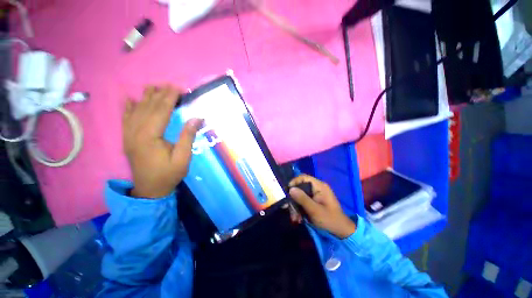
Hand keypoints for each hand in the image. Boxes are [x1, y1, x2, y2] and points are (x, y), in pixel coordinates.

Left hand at [122, 85, 201, 198]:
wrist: (149, 190)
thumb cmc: (169, 174)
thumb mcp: (183, 157)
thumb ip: (187, 136)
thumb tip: (196, 118)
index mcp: (149, 137)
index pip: (160, 112)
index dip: (169, 98)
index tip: (177, 88)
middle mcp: (135, 133)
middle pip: (147, 108)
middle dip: (159, 95)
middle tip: (169, 85)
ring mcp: (128, 136)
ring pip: (136, 111)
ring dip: (145, 98)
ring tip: (153, 87)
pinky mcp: (127, 139)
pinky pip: (125, 119)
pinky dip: (128, 108)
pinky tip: (130, 99)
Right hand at [289, 175, 356, 238]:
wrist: (341, 233)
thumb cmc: (329, 220)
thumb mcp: (314, 210)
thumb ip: (302, 198)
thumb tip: (290, 189)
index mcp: (319, 186)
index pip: (303, 177)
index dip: (294, 182)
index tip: (287, 191)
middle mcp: (317, 188)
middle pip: (300, 187)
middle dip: (294, 199)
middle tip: (289, 209)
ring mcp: (316, 195)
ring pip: (300, 196)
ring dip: (295, 206)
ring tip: (295, 218)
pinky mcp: (314, 202)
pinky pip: (303, 202)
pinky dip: (299, 209)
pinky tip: (298, 218)